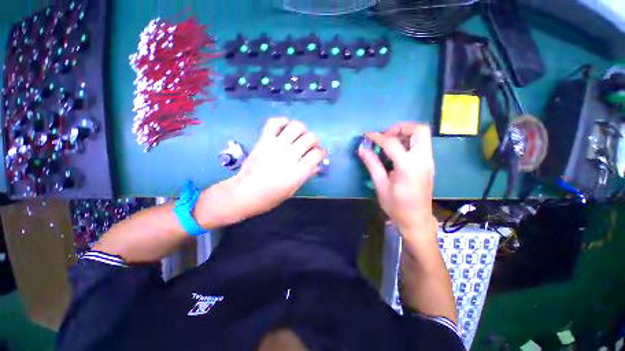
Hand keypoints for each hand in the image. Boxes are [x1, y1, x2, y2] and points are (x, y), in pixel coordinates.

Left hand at [205, 118, 325, 224]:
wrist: (245, 193)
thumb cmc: (271, 196)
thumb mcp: (293, 189)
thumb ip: (306, 175)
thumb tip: (317, 165)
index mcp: (299, 171)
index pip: (317, 154)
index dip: (321, 152)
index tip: (319, 154)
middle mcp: (290, 156)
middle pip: (310, 138)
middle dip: (314, 141)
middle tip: (310, 145)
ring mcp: (276, 146)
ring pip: (296, 127)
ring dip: (302, 129)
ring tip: (299, 135)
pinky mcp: (264, 141)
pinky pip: (274, 123)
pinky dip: (281, 121)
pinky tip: (285, 127)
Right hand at [358, 123, 436, 243]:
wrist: (416, 220)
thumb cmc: (396, 206)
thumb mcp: (380, 185)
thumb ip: (372, 164)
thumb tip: (362, 149)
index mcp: (408, 166)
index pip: (392, 143)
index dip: (377, 137)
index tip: (366, 136)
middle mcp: (423, 159)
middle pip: (419, 130)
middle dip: (400, 127)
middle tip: (385, 135)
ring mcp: (429, 161)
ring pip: (422, 135)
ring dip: (405, 133)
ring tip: (389, 142)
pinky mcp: (429, 165)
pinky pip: (422, 144)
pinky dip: (409, 141)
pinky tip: (396, 151)